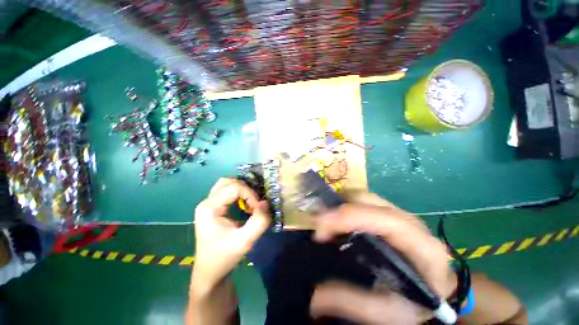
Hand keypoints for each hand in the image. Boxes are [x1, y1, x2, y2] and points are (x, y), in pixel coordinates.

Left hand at [192, 178, 270, 294]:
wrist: (210, 272)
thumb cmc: (225, 257)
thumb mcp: (245, 241)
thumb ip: (259, 222)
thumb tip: (265, 203)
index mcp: (209, 208)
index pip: (234, 188)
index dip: (250, 195)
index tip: (258, 209)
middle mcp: (207, 202)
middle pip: (229, 182)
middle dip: (246, 189)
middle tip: (255, 203)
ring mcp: (209, 204)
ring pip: (227, 184)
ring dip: (242, 189)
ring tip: (251, 201)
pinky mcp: (214, 207)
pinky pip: (227, 191)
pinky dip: (239, 193)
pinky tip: (245, 203)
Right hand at [310, 193, 455, 323]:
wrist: (442, 288)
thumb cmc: (421, 302)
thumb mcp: (388, 311)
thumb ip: (351, 302)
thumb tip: (314, 299)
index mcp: (418, 243)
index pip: (379, 219)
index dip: (345, 219)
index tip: (320, 232)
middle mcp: (408, 220)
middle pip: (366, 200)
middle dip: (337, 209)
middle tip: (320, 228)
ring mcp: (399, 212)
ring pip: (362, 196)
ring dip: (340, 204)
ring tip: (327, 222)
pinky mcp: (390, 211)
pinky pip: (363, 200)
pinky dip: (346, 204)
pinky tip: (339, 219)